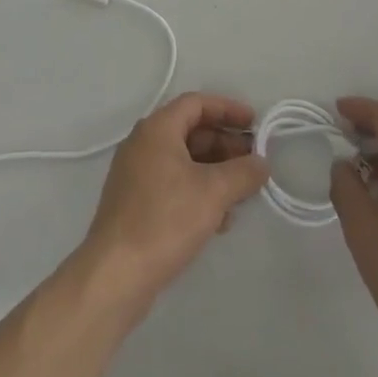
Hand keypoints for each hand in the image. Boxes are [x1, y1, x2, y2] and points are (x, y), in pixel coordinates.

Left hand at [78, 93, 269, 306]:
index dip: (228, 109)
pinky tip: (220, 219)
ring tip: (243, 193)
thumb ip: (243, 173)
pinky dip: (198, 191)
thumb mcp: (213, 193)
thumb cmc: (165, 219)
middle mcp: (143, 143)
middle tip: (254, 162)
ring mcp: (137, 173)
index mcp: (157, 129)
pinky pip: (174, 183)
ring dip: (215, 171)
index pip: (197, 103)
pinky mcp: (136, 202)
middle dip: (225, 144)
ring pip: (184, 160)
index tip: (255, 124)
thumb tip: (261, 163)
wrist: (116, 273)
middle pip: (191, 131)